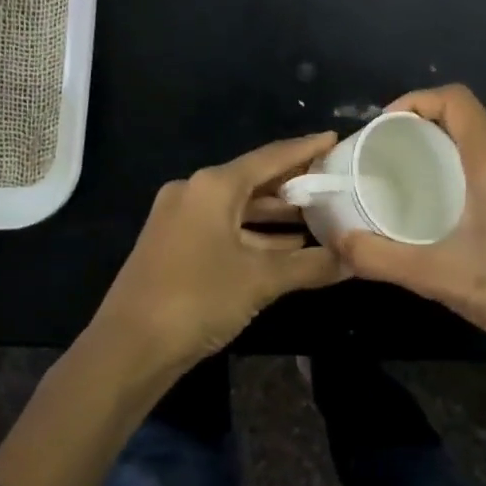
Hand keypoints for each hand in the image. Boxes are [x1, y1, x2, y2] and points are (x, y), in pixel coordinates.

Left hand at [91, 132, 348, 370]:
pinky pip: (224, 228)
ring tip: (320, 216)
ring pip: (238, 208)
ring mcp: (181, 219)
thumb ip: (311, 265)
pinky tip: (286, 248)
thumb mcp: (261, 280)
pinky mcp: (175, 245)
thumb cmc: (198, 298)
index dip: (305, 149)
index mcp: (213, 186)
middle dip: (294, 185)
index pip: (270, 157)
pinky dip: (255, 235)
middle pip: (254, 180)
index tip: (335, 139)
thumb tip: (356, 259)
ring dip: (276, 215)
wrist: (130, 347)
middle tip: (334, 183)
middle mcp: (194, 192)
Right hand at [335, 85, 485, 376]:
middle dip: (424, 128)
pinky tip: (455, 211)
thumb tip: (338, 242)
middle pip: (468, 118)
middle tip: (388, 159)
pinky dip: (471, 170)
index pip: (455, 98)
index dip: (414, 101)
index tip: (383, 129)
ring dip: (448, 151)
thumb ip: (382, 258)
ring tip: (414, 183)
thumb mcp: (439, 276)